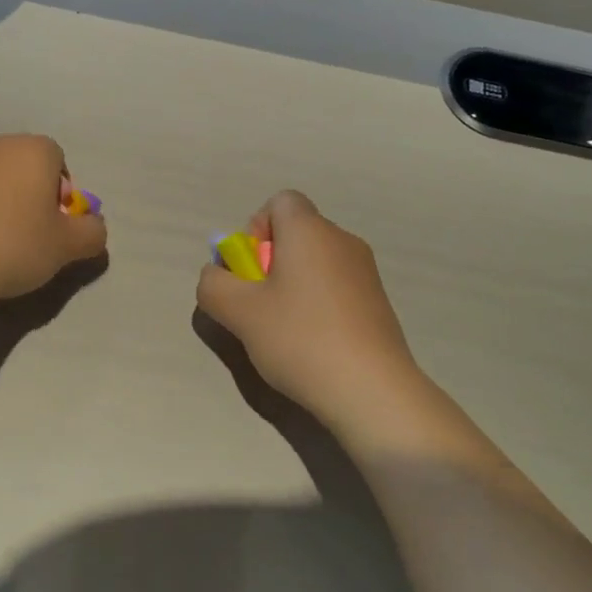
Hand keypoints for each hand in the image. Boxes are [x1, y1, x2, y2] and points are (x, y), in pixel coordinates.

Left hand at [0, 135, 106, 305]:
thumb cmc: (13, 246)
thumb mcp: (67, 247)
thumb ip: (92, 233)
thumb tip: (94, 226)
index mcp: (32, 149)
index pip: (57, 160)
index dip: (60, 194)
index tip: (53, 226)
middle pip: (21, 165)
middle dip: (27, 194)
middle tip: (26, 235)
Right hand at [195, 191, 424, 437]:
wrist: (372, 390)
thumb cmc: (300, 338)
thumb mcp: (239, 312)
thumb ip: (214, 285)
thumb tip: (216, 276)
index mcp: (309, 230)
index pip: (281, 201)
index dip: (256, 228)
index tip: (251, 269)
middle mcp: (341, 240)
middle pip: (296, 233)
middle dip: (269, 262)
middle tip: (259, 305)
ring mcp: (365, 271)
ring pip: (315, 263)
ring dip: (292, 286)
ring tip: (283, 331)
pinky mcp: (378, 302)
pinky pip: (336, 287)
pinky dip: (317, 304)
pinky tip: (313, 344)